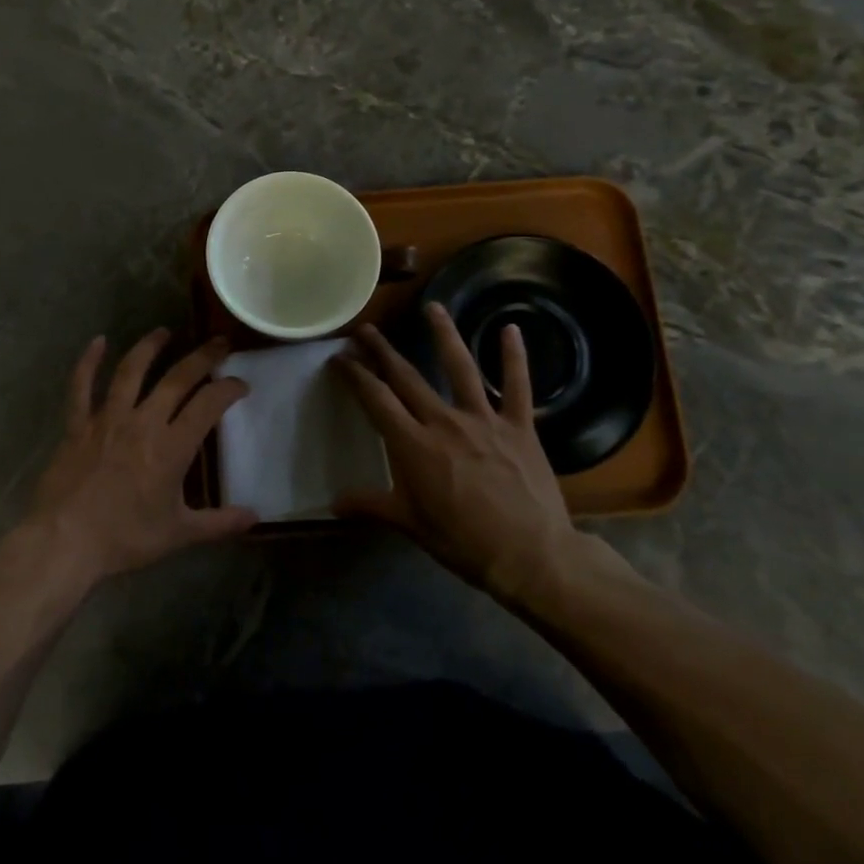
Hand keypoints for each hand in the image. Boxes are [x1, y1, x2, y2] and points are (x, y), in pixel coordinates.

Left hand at [25, 329, 257, 586]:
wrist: (65, 541)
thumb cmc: (125, 538)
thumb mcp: (179, 534)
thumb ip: (219, 523)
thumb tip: (255, 517)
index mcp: (172, 447)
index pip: (209, 404)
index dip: (228, 389)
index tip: (240, 384)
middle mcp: (143, 422)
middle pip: (177, 378)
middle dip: (203, 357)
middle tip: (219, 342)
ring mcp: (107, 419)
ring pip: (131, 371)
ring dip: (150, 347)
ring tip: (164, 331)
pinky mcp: (77, 424)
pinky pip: (81, 386)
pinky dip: (89, 362)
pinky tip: (98, 341)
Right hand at [334, 303, 584, 608]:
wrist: (530, 556)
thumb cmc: (463, 542)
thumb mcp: (410, 524)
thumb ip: (371, 506)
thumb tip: (332, 504)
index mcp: (413, 444)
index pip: (376, 399)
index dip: (355, 375)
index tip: (340, 358)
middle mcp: (444, 421)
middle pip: (407, 376)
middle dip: (382, 350)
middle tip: (366, 329)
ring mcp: (484, 419)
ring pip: (459, 367)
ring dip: (443, 334)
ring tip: (432, 307)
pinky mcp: (519, 426)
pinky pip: (517, 385)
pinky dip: (514, 357)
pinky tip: (511, 329)